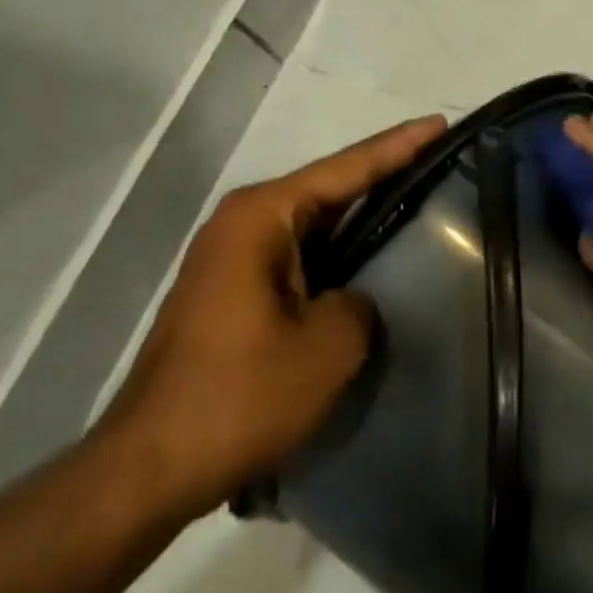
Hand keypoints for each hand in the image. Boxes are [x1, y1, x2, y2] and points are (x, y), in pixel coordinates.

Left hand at [96, 114, 446, 519]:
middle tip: (442, 157)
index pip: (346, 169)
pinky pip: (303, 255)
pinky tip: (375, 256)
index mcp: (262, 218)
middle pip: (330, 187)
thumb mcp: (331, 344)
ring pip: (316, 223)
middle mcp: (243, 226)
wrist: (150, 468)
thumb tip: (351, 301)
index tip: (442, 123)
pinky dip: (341, 251)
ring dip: (363, 213)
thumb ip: (362, 302)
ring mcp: (235, 261)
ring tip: (420, 195)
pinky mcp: (236, 294)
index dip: (400, 146)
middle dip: (385, 172)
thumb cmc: (242, 395)